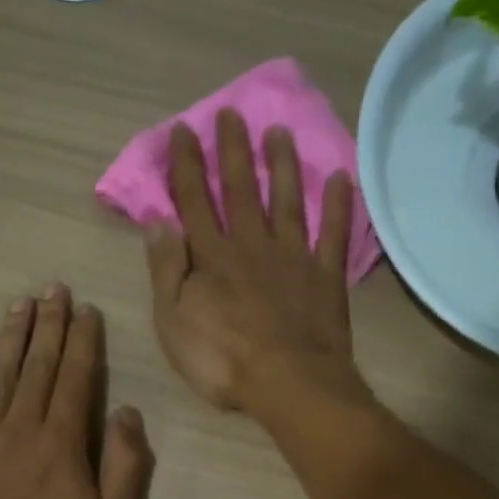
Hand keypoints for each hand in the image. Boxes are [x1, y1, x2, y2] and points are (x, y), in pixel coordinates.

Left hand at [0, 285, 154, 498]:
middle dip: (48, 324)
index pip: (75, 377)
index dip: (82, 340)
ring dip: (11, 337)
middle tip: (53, 288)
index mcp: (62, 442)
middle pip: (37, 365)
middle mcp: (21, 428)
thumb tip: (126, 411)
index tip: (85, 309)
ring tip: (20, 305)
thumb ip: (126, 467)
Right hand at [144, 111, 370, 422]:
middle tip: (231, 114)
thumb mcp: (174, 321)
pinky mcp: (326, 277)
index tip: (184, 130)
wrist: (289, 384)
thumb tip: (157, 219)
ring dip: (281, 166)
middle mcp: (252, 246)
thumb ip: (166, 269)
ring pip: (286, 202)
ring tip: (279, 132)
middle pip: (240, 191)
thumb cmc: (222, 360)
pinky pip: (333, 235)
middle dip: (233, 151)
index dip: (187, 165)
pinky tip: (341, 179)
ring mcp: (293, 258)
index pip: (194, 201)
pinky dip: (338, 207)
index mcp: (212, 258)